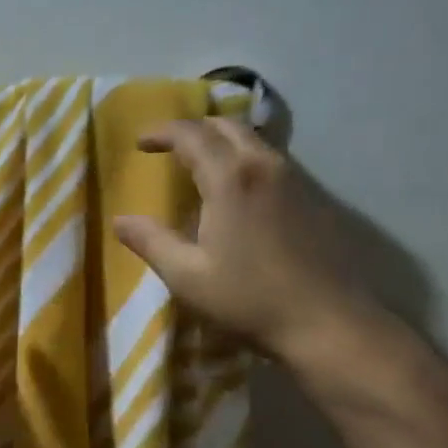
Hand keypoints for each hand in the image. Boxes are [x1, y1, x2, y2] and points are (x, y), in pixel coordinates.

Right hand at [114, 119, 372, 358]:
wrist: (326, 321)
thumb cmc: (248, 299)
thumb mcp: (187, 276)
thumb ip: (152, 242)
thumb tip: (121, 220)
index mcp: (230, 178)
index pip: (191, 135)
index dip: (162, 132)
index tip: (141, 142)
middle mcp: (264, 165)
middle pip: (227, 126)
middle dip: (194, 129)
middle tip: (170, 146)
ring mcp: (295, 179)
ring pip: (253, 140)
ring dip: (222, 141)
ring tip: (200, 164)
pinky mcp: (313, 198)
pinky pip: (271, 160)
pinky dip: (244, 160)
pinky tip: (236, 192)